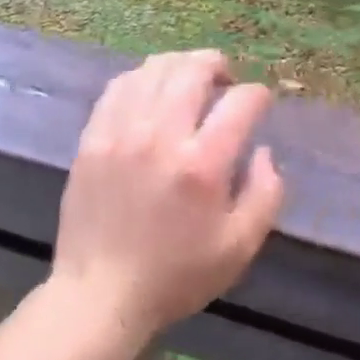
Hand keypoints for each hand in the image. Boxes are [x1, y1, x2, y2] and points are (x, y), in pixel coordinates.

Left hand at [52, 49, 284, 342]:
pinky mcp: (93, 137)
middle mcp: (161, 136)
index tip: (259, 103)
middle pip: (193, 70)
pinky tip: (151, 88)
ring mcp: (121, 132)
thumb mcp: (240, 248)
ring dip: (180, 64)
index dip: (258, 95)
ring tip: (190, 77)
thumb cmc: (176, 275)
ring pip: (154, 69)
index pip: (240, 102)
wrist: (99, 294)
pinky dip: (142, 77)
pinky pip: (120, 86)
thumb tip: (263, 151)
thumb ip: (266, 194)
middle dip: (217, 65)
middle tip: (225, 78)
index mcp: (202, 165)